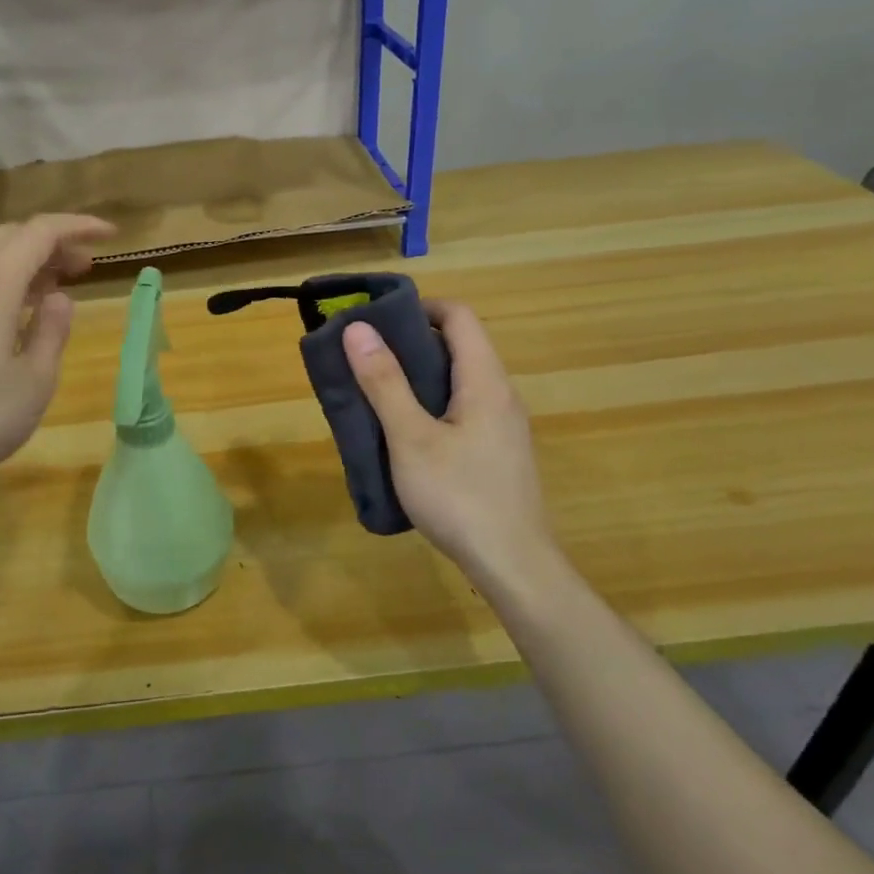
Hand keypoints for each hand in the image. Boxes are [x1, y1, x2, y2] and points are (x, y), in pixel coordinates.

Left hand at [0, 214, 115, 499]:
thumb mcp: (34, 382)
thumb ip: (52, 332)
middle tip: (83, 267)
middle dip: (51, 242)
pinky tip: (9, 311)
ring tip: (49, 285)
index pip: (39, 233)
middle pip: (9, 237)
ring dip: (20, 257)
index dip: (78, 226)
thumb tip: (59, 298)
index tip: (110, 234)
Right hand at [341, 299, 559, 588]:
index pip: (459, 316)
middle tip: (366, 357)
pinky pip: (463, 408)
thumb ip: (385, 382)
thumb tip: (358, 328)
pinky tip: (405, 434)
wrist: (515, 566)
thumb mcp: (411, 438)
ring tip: (377, 392)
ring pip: (459, 380)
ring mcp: (504, 425)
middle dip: (410, 342)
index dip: (419, 307)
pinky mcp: (499, 451)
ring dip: (419, 376)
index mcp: (484, 380)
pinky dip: (432, 404)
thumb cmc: (459, 496)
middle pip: (459, 345)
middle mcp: (501, 394)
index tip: (378, 320)